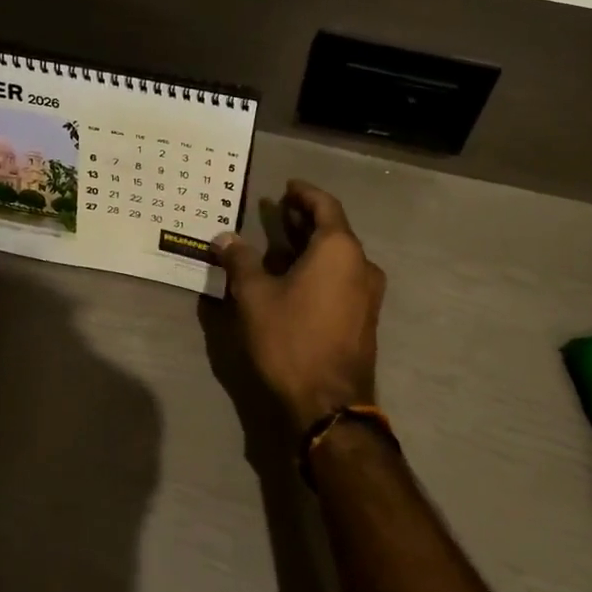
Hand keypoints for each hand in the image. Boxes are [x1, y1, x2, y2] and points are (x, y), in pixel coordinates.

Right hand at [213, 180, 384, 432]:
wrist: (329, 403)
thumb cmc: (291, 339)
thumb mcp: (254, 297)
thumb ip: (240, 261)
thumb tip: (224, 237)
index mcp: (339, 249)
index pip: (325, 205)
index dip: (304, 194)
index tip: (287, 188)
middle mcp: (361, 265)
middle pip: (333, 230)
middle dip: (305, 220)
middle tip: (278, 213)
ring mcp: (368, 294)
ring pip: (339, 256)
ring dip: (311, 246)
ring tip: (281, 244)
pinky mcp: (365, 318)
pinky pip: (343, 278)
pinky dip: (320, 268)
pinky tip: (296, 278)